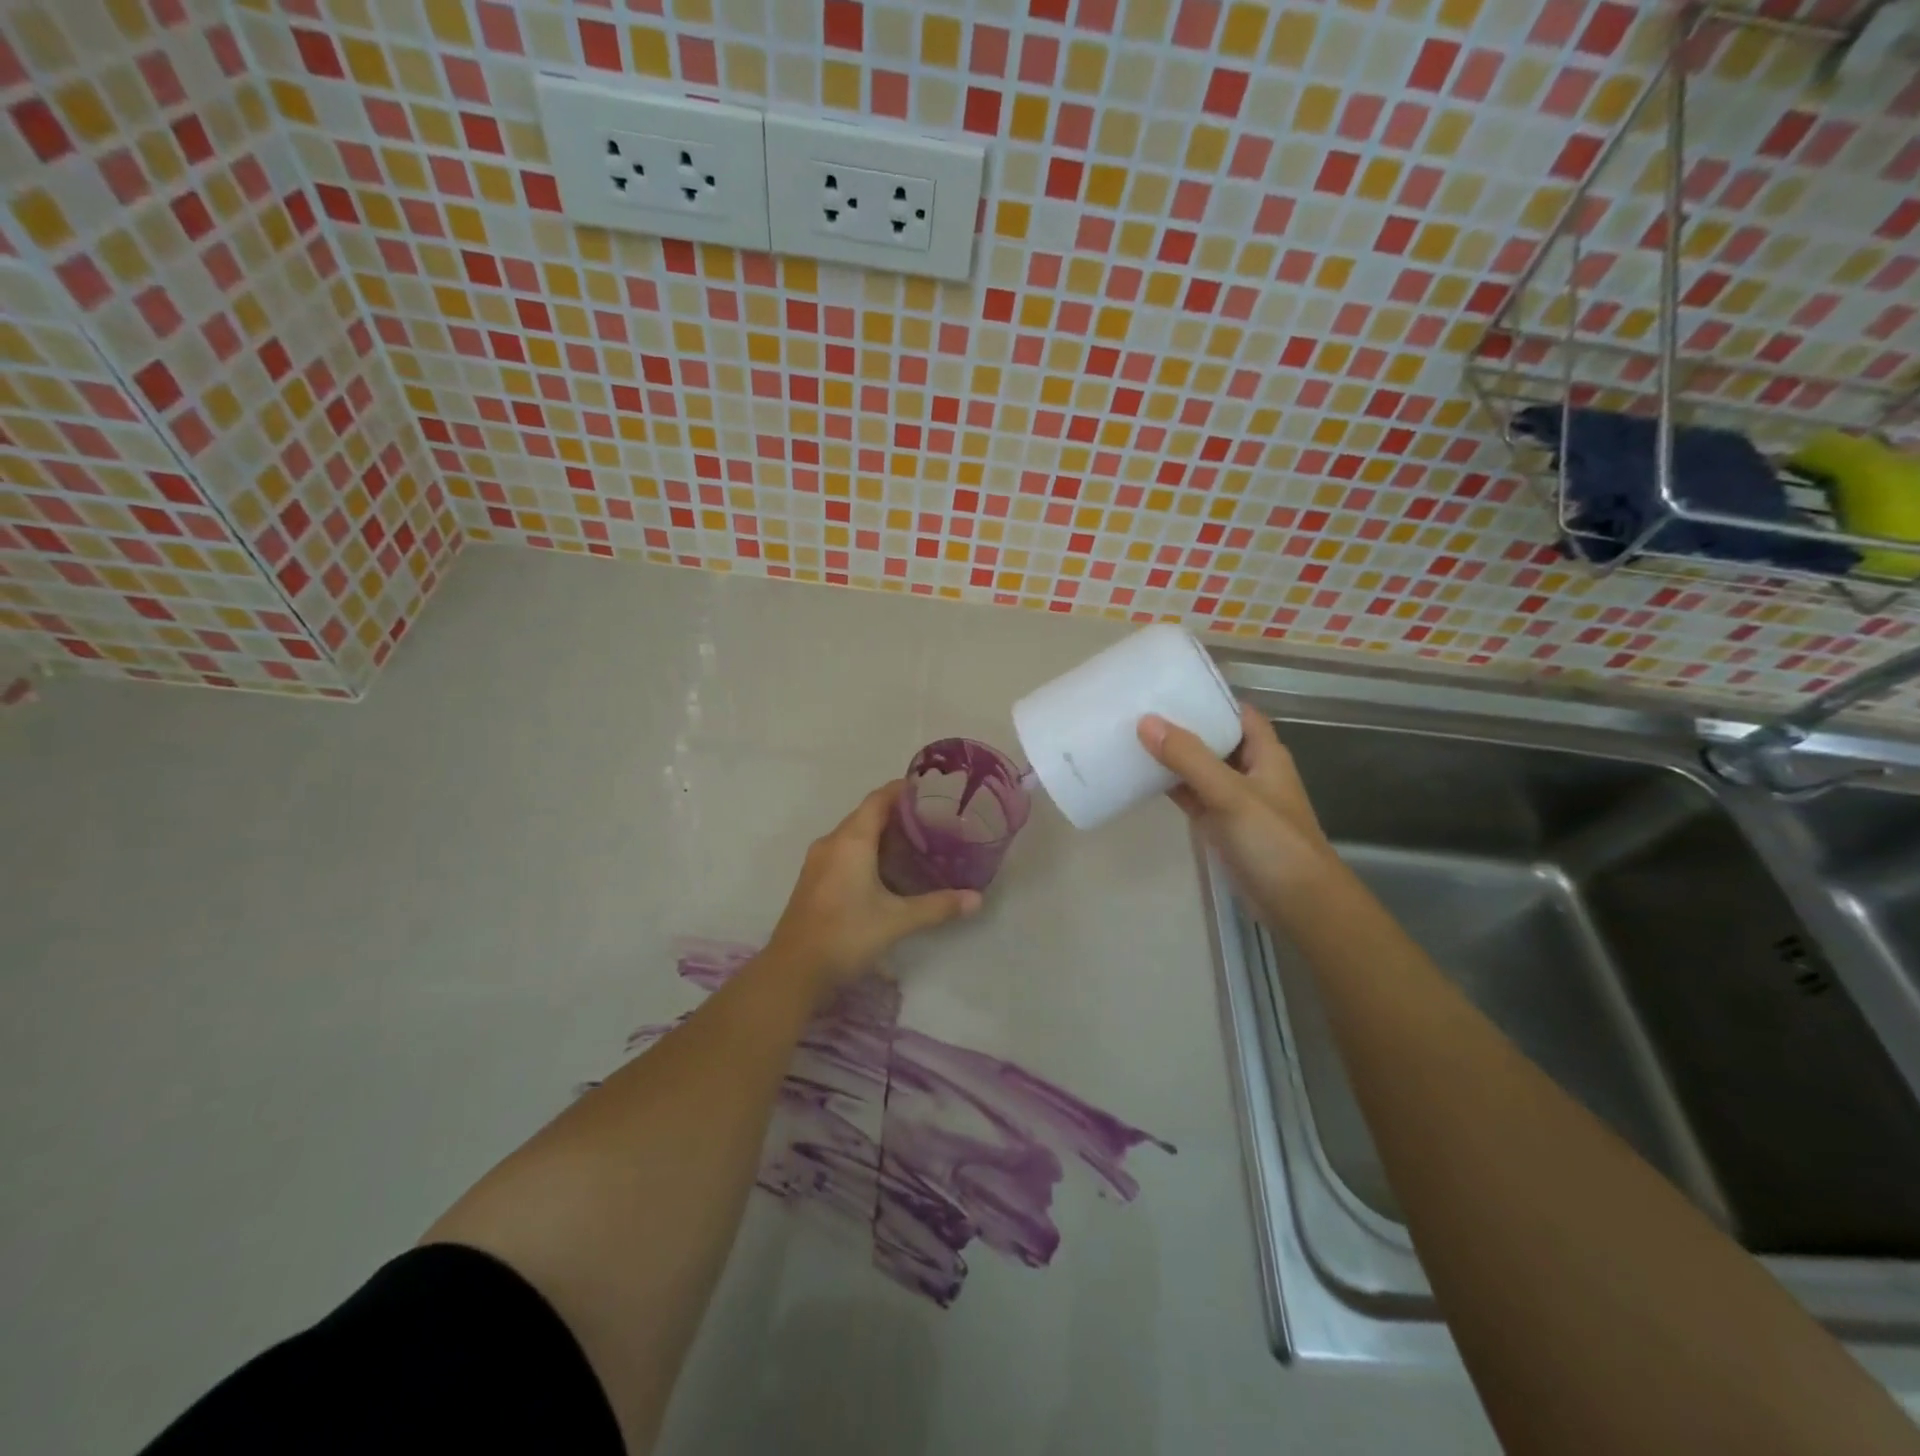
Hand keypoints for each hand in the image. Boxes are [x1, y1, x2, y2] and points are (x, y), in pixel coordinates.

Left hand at [766, 781, 980, 1002]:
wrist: (793, 971)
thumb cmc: (846, 935)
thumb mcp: (897, 921)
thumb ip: (938, 906)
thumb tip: (977, 899)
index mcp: (851, 840)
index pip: (879, 799)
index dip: (903, 790)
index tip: (930, 790)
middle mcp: (832, 842)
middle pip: (866, 814)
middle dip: (897, 813)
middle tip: (932, 820)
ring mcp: (818, 862)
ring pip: (853, 835)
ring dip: (881, 834)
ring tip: (915, 843)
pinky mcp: (813, 880)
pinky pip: (843, 852)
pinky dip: (866, 851)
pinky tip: (886, 871)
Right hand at [1138, 704, 1335, 913]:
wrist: (1298, 903)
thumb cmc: (1274, 841)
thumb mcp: (1231, 794)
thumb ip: (1189, 759)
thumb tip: (1145, 721)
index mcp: (1265, 754)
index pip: (1237, 712)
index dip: (1209, 697)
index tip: (1169, 685)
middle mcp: (1250, 771)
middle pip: (1213, 738)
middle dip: (1182, 724)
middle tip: (1138, 708)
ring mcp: (1234, 800)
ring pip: (1199, 768)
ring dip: (1172, 755)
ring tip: (1130, 735)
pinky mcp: (1219, 825)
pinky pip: (1191, 796)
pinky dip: (1169, 786)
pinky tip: (1139, 777)